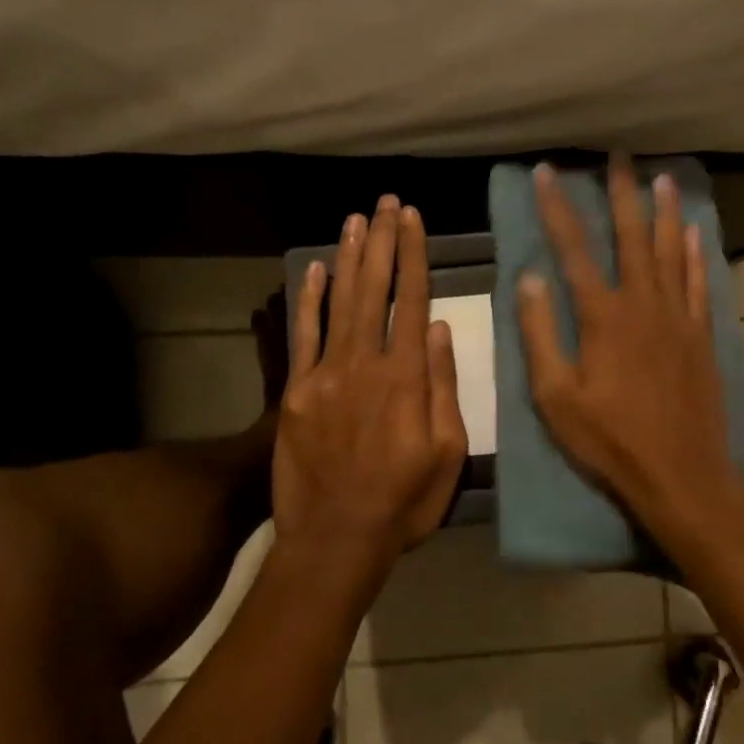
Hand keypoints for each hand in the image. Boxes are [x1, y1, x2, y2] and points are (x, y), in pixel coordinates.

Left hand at [273, 195, 467, 572]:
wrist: (336, 539)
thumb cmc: (404, 501)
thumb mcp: (447, 453)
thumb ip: (444, 387)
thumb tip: (443, 329)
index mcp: (406, 378)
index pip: (413, 301)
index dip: (413, 255)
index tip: (412, 219)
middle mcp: (365, 363)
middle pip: (375, 290)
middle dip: (381, 242)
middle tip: (384, 204)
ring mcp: (325, 375)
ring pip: (340, 303)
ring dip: (350, 258)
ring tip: (356, 220)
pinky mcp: (296, 392)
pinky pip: (303, 336)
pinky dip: (309, 300)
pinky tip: (317, 269)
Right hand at [517, 155, 743, 531]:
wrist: (681, 475)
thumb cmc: (610, 441)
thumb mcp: (556, 397)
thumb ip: (540, 335)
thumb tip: (530, 279)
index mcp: (603, 317)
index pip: (574, 250)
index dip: (557, 208)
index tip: (546, 172)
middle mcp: (644, 304)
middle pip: (632, 236)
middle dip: (621, 193)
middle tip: (618, 156)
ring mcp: (679, 318)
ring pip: (671, 251)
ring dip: (664, 212)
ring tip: (662, 178)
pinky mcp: (702, 336)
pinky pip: (699, 283)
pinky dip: (695, 254)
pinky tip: (694, 233)